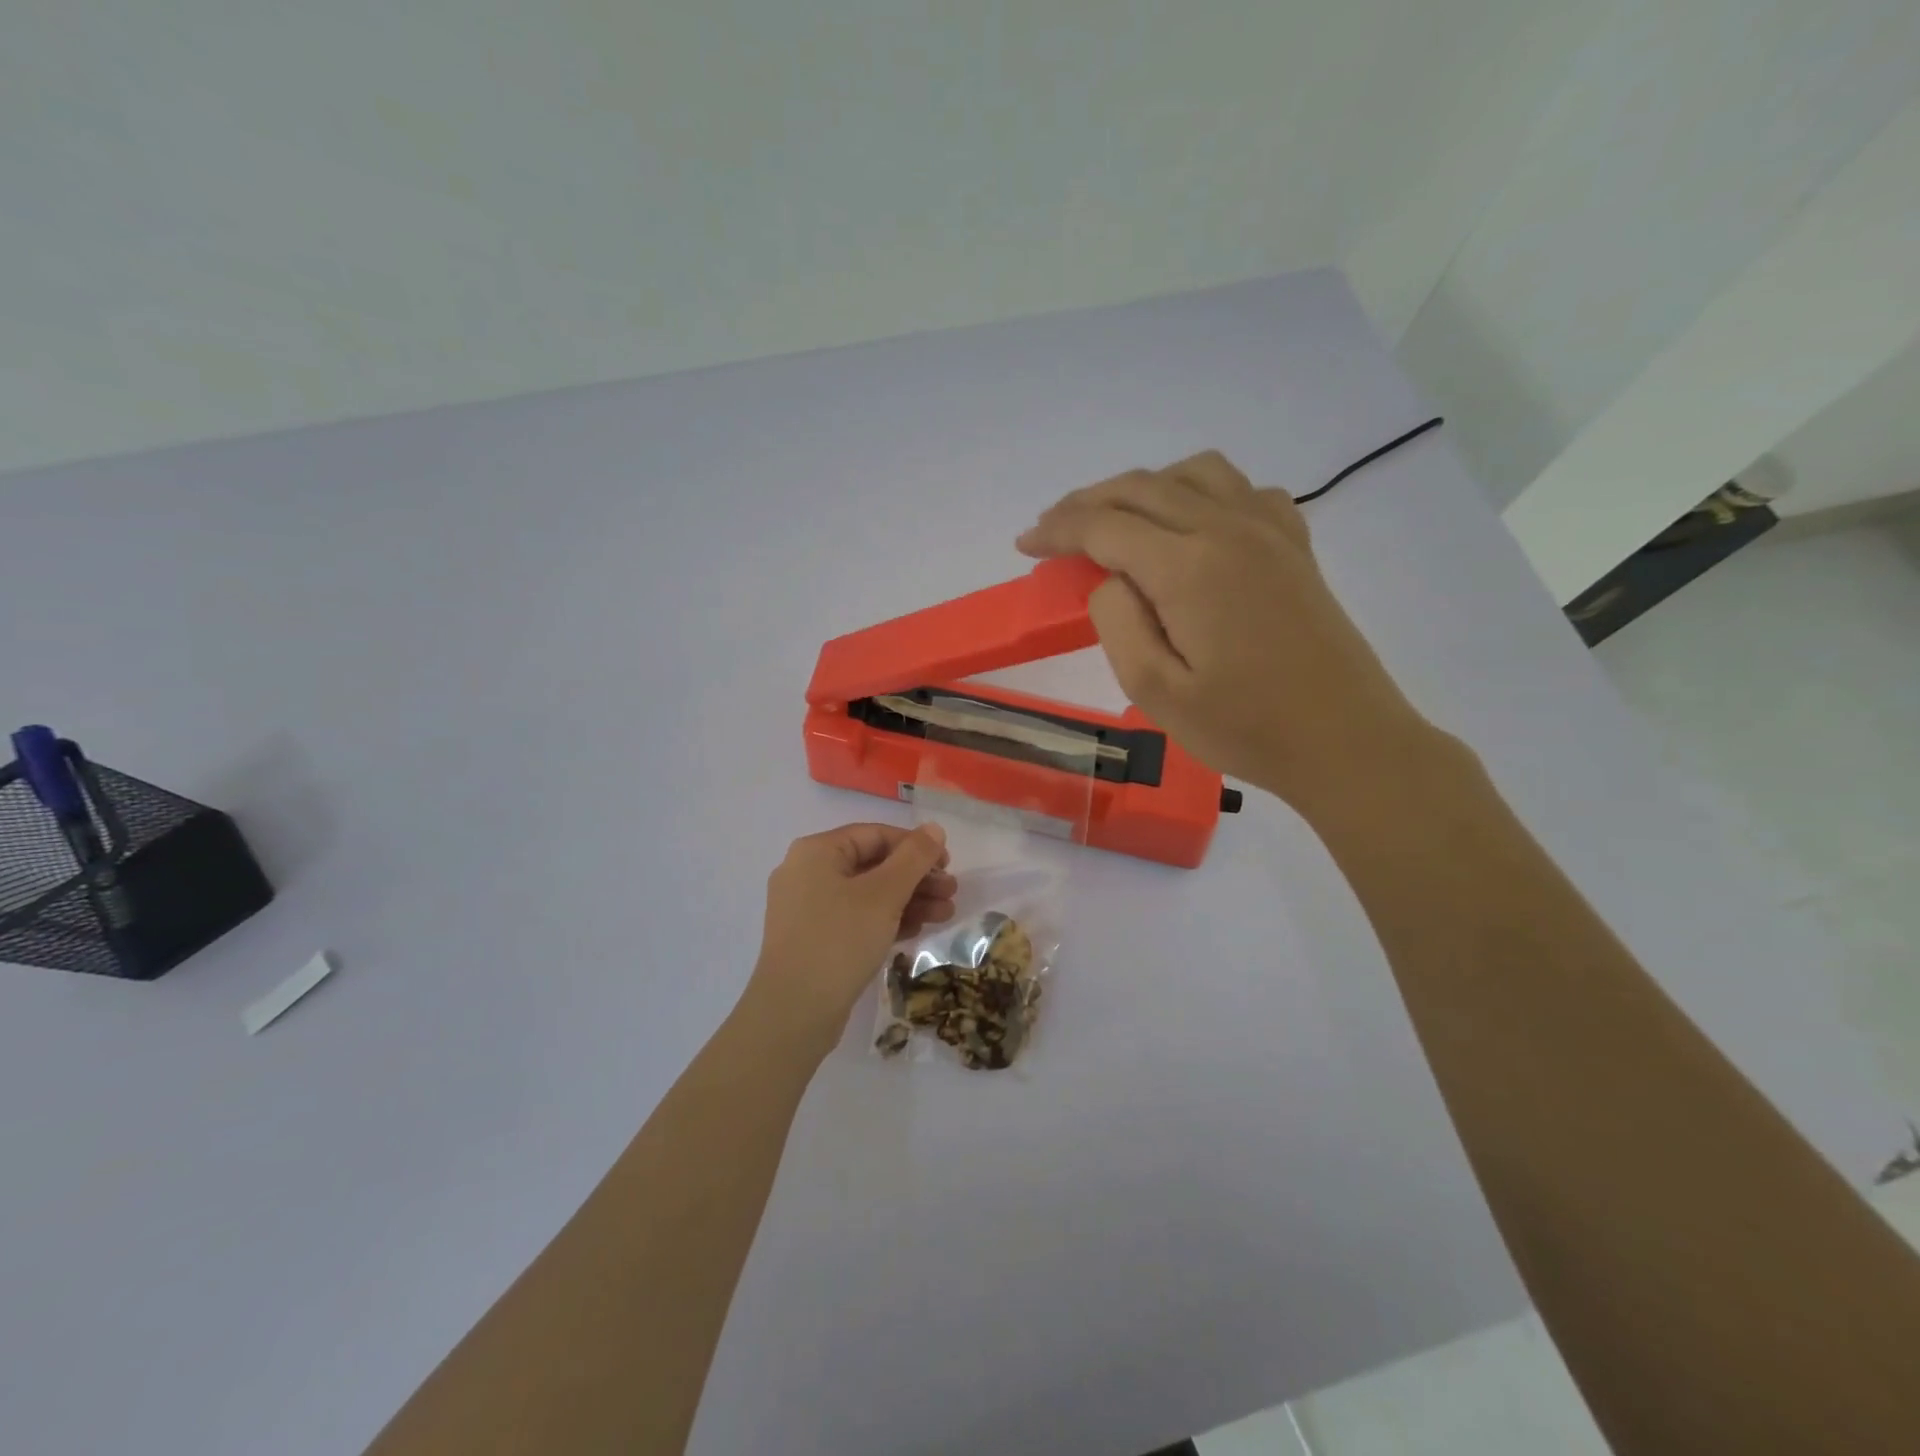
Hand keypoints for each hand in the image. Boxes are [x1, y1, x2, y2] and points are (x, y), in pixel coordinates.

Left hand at [744, 823, 955, 1056]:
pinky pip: (856, 918)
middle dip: (916, 878)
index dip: (915, 846)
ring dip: (908, 900)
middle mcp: (807, 873)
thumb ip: (913, 858)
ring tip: (945, 915)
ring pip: (867, 894)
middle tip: (952, 892)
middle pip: (872, 864)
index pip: (875, 835)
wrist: (794, 1013)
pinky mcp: (813, 939)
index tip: (948, 864)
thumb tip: (934, 828)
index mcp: (816, 852)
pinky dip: (886, 920)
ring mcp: (807, 909)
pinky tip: (916, 931)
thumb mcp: (884, 895)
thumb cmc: (840, 940)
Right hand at [1017, 450, 1434, 814]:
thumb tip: (1109, 579)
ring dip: (1142, 487)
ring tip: (1115, 521)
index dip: (1057, 530)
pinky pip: (1240, 489)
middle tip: (1051, 531)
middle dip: (1085, 502)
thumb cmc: (1245, 728)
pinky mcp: (1294, 544)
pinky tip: (1191, 525)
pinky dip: (1200, 492)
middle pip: (1142, 488)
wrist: (1345, 741)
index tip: (1025, 545)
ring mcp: (1268, 530)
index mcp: (1188, 567)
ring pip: (1192, 473)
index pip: (1104, 526)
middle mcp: (1228, 528)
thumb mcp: (1156, 692)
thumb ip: (1116, 622)